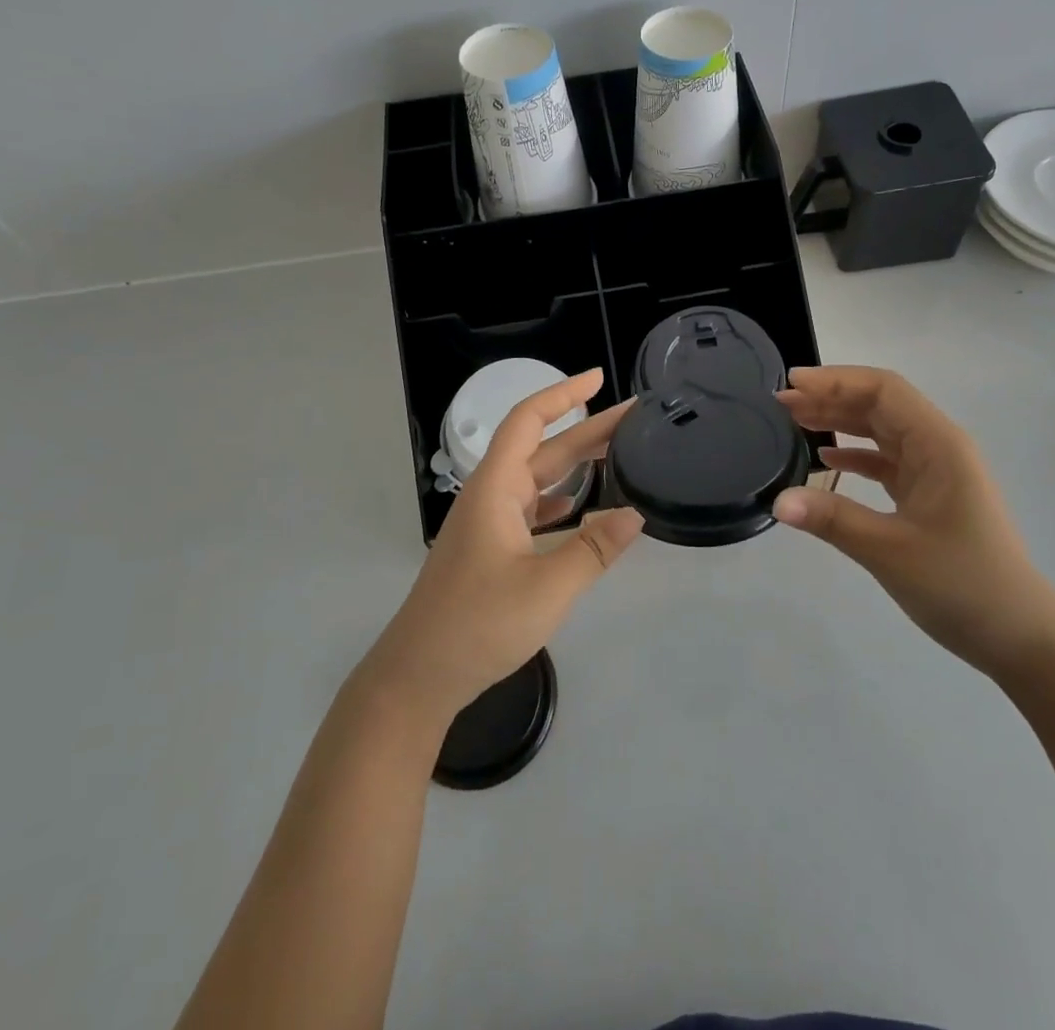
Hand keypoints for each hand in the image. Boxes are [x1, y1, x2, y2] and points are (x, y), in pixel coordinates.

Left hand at [361, 369, 642, 722]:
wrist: (419, 676)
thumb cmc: (478, 624)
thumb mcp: (546, 588)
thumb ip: (593, 550)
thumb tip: (635, 514)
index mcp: (495, 489)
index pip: (528, 421)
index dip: (562, 394)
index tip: (597, 378)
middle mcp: (490, 496)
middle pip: (541, 448)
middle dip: (585, 429)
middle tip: (633, 419)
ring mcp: (488, 524)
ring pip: (538, 480)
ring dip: (575, 464)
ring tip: (619, 454)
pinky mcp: (490, 549)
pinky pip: (531, 508)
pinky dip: (559, 499)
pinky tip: (582, 508)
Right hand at [772, 365, 1054, 675]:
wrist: (1020, 637)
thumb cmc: (962, 585)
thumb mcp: (890, 551)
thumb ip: (832, 519)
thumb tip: (777, 501)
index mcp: (938, 445)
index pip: (884, 390)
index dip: (837, 380)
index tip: (793, 383)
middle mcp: (939, 447)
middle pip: (881, 405)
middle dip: (832, 398)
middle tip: (782, 403)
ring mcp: (937, 471)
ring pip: (882, 431)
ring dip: (841, 422)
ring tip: (796, 421)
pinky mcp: (931, 495)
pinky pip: (888, 461)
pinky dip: (856, 455)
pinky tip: (827, 460)